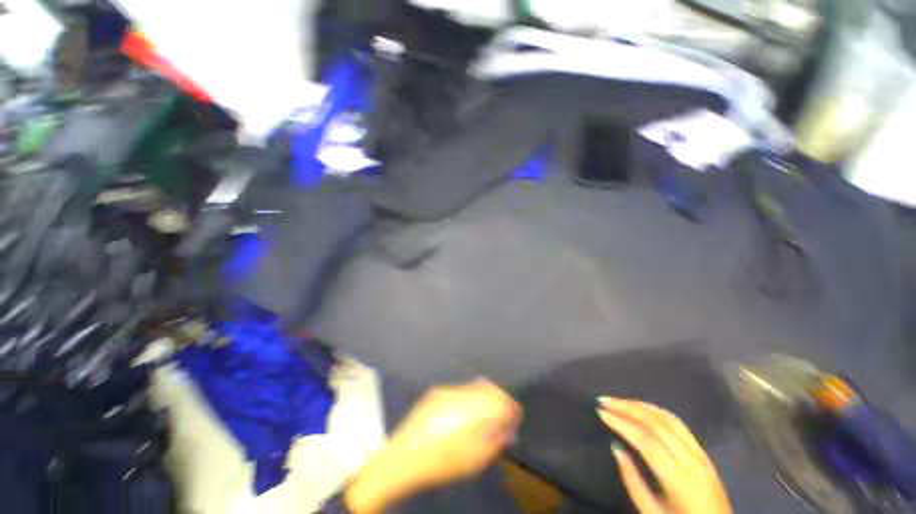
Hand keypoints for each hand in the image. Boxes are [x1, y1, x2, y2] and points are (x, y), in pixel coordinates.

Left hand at [345, 379, 520, 512]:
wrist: (403, 458)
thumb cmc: (441, 463)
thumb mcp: (474, 461)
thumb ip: (495, 442)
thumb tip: (509, 431)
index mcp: (472, 410)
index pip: (501, 399)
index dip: (511, 407)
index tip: (515, 417)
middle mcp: (461, 393)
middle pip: (489, 387)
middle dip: (499, 399)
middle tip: (502, 415)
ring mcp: (447, 390)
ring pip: (474, 386)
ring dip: (484, 397)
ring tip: (484, 414)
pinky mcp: (436, 391)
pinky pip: (460, 389)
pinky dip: (469, 397)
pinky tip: (464, 413)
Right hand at [597, 397, 732, 513]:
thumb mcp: (651, 512)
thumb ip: (632, 479)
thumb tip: (615, 446)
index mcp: (679, 480)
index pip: (646, 441)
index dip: (621, 424)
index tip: (600, 412)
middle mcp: (692, 461)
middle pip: (657, 424)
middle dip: (627, 408)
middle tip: (604, 400)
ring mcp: (701, 454)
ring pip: (669, 418)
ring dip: (641, 406)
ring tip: (619, 401)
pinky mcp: (704, 452)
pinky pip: (679, 424)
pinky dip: (657, 411)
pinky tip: (642, 408)